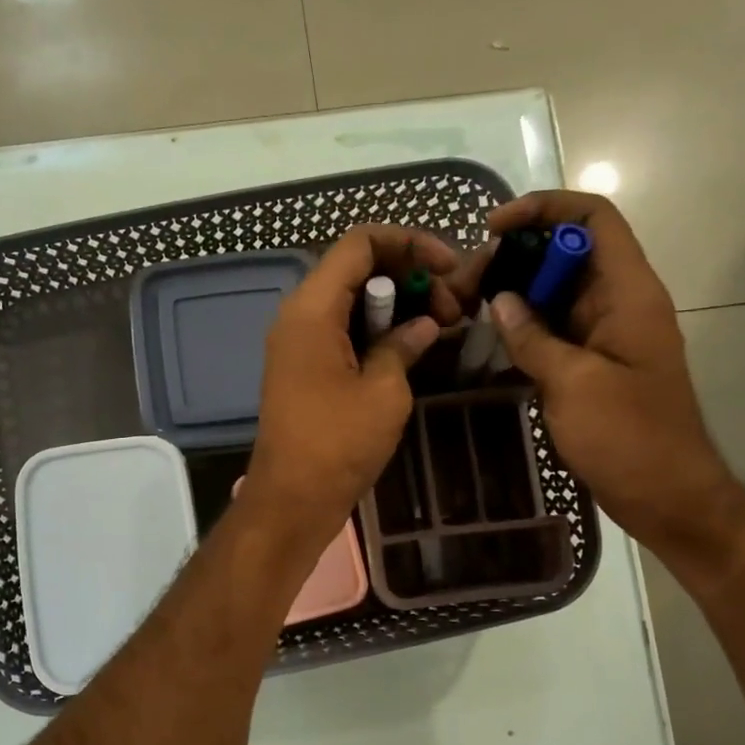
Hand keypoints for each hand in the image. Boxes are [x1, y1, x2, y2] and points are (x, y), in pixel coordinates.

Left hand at [241, 225, 460, 546]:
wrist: (291, 500)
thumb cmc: (338, 445)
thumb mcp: (384, 391)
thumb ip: (404, 345)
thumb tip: (423, 325)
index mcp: (312, 309)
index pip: (360, 243)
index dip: (410, 244)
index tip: (450, 268)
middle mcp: (298, 315)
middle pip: (356, 269)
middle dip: (410, 277)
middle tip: (453, 309)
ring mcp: (298, 343)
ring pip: (352, 301)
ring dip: (396, 305)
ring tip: (442, 327)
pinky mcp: (304, 368)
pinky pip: (342, 330)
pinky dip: (377, 330)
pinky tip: (412, 347)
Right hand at [479, 192, 744, 559]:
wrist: (666, 495)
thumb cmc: (629, 437)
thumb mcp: (574, 384)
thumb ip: (533, 338)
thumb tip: (500, 300)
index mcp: (628, 293)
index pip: (592, 218)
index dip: (544, 209)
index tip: (494, 229)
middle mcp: (619, 302)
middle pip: (566, 252)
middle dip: (514, 257)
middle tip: (465, 285)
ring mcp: (605, 334)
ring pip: (556, 291)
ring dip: (513, 292)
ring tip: (465, 308)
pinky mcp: (592, 363)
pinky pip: (554, 328)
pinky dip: (522, 326)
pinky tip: (487, 339)